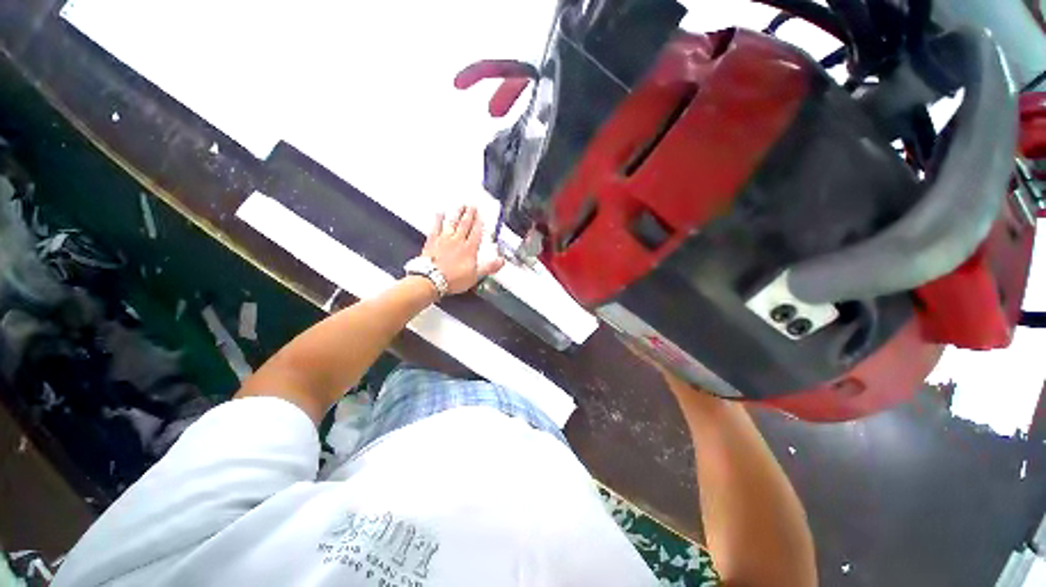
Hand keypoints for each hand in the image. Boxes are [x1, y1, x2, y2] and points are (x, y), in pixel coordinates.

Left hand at [422, 206, 504, 294]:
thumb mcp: (476, 276)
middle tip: (472, 206)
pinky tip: (439, 213)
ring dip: (457, 213)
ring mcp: (444, 239)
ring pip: (452, 222)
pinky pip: (436, 227)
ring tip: (460, 206)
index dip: (479, 223)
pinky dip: (438, 219)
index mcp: (469, 249)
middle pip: (465, 224)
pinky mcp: (432, 241)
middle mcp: (458, 240)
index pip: (476, 232)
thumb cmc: (453, 279)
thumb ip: (489, 267)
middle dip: (470, 214)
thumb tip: (501, 261)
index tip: (481, 216)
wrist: (432, 279)